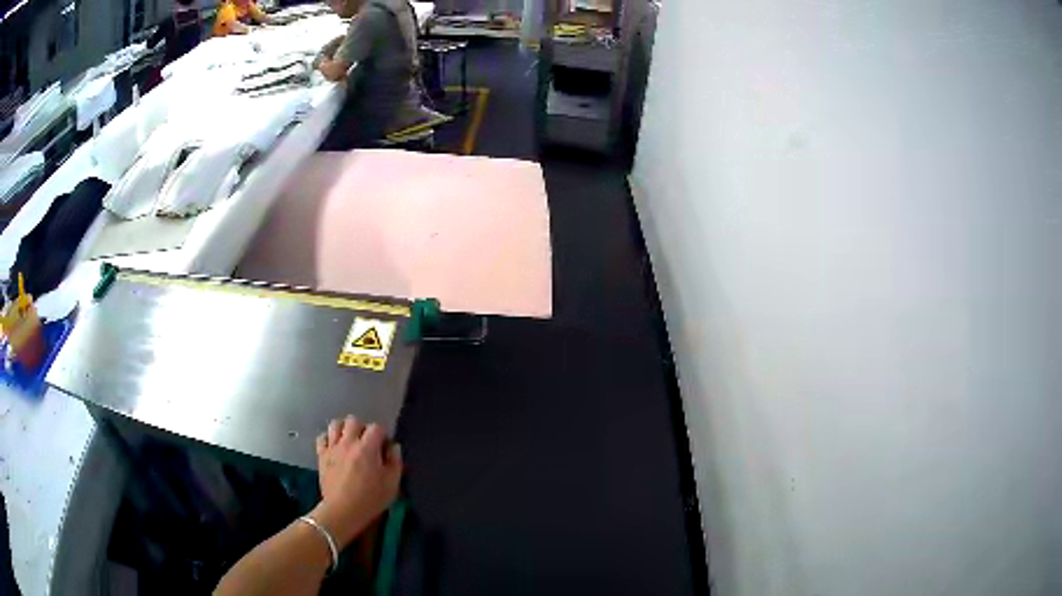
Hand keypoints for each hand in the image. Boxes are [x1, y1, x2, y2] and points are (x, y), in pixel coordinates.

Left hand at [312, 416, 402, 547]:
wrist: (343, 511)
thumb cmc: (371, 499)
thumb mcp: (392, 483)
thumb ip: (395, 461)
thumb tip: (393, 447)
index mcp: (367, 448)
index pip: (377, 427)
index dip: (383, 435)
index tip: (385, 447)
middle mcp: (348, 442)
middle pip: (354, 420)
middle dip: (362, 428)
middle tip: (367, 443)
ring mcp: (332, 448)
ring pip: (335, 424)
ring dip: (344, 429)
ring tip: (349, 441)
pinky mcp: (321, 455)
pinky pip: (322, 438)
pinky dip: (328, 438)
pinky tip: (335, 447)